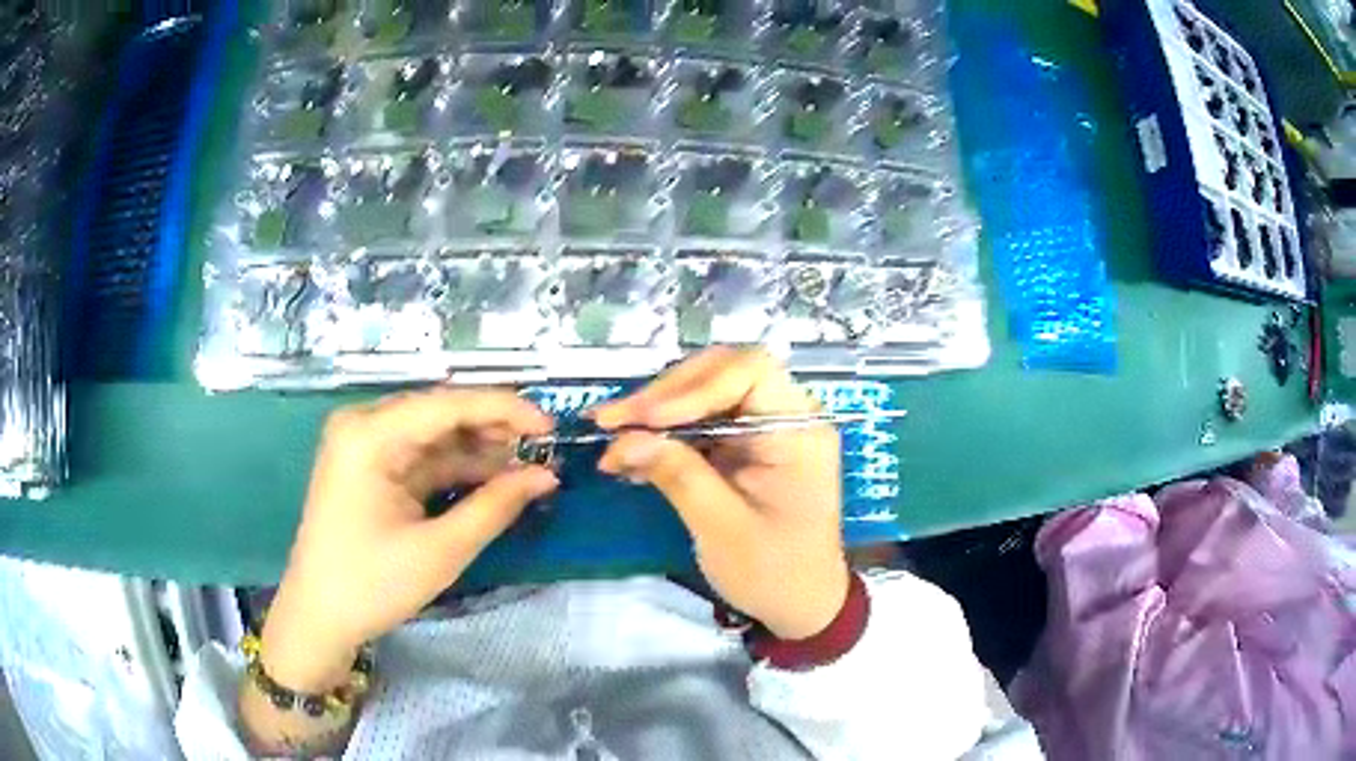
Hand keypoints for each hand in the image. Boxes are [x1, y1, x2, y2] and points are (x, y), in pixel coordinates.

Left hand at [261, 388, 558, 691]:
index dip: (504, 409)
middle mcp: (364, 426)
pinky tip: (493, 480)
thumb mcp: (439, 550)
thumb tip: (546, 476)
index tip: (551, 427)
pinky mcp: (370, 468)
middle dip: (493, 430)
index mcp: (369, 434)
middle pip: (441, 413)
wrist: (319, 618)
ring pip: (435, 435)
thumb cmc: (371, 585)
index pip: (447, 404)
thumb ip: (495, 507)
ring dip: (479, 451)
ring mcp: (364, 446)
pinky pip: (422, 457)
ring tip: (527, 468)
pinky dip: (457, 470)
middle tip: (544, 451)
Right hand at [594, 348, 848, 639]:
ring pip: (704, 393)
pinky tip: (630, 453)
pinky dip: (663, 433)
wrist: (800, 604)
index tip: (647, 418)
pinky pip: (699, 422)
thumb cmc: (773, 572)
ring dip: (655, 411)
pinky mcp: (744, 447)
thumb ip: (678, 476)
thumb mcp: (723, 528)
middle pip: (722, 374)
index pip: (750, 371)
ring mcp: (763, 430)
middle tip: (611, 421)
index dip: (694, 385)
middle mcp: (785, 418)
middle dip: (664, 394)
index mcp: (798, 431)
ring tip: (610, 435)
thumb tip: (624, 439)